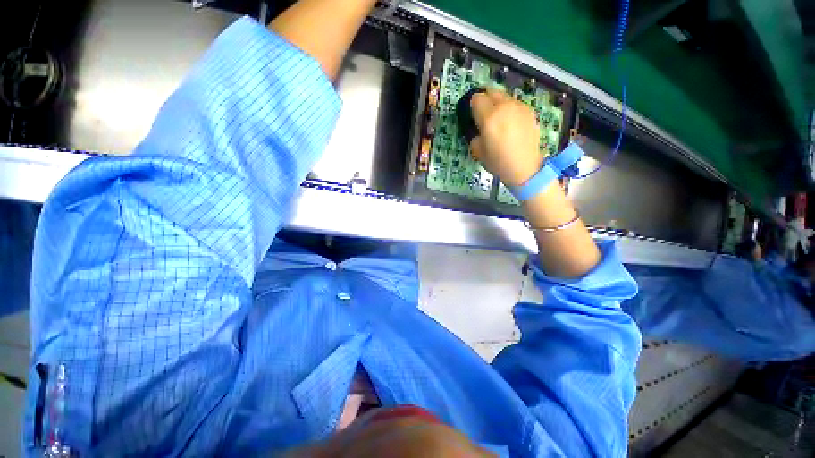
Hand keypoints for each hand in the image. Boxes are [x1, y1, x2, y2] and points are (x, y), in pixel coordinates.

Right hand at [469, 90, 543, 186]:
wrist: (524, 167)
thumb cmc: (498, 162)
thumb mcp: (478, 151)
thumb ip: (475, 135)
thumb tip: (478, 130)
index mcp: (489, 117)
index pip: (476, 98)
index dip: (473, 107)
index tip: (473, 117)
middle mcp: (504, 107)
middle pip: (491, 92)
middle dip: (485, 101)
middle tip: (485, 116)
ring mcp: (519, 107)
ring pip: (504, 97)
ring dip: (498, 104)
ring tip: (500, 121)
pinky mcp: (529, 111)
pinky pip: (515, 104)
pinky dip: (510, 109)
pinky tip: (511, 124)